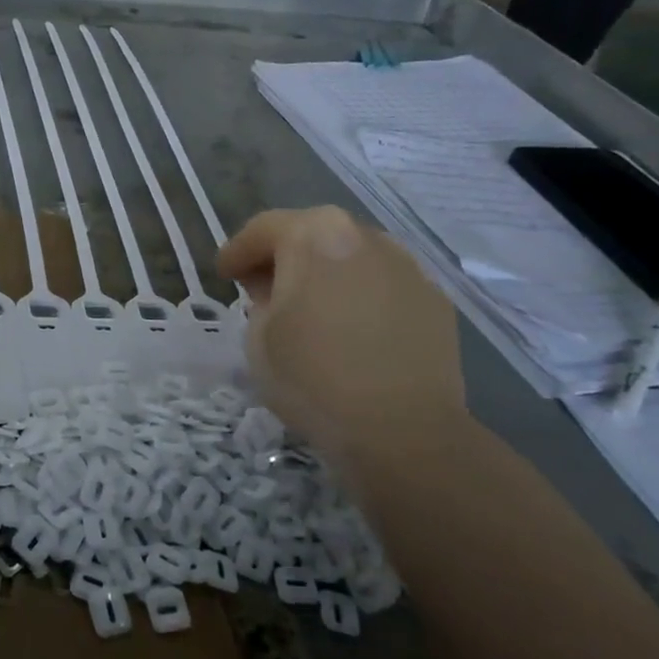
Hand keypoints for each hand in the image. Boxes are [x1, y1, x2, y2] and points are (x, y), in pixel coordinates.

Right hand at [216, 207, 465, 449]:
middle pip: (313, 234)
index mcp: (315, 235)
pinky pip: (383, 286)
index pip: (264, 228)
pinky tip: (351, 330)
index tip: (223, 275)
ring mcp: (407, 266)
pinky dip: (361, 296)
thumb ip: (261, 298)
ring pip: (352, 257)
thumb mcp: (258, 335)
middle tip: (261, 287)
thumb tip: (278, 290)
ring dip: (325, 274)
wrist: (402, 430)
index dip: (237, 251)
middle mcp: (365, 236)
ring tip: (310, 309)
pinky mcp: (434, 301)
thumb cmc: (313, 376)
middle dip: (283, 257)